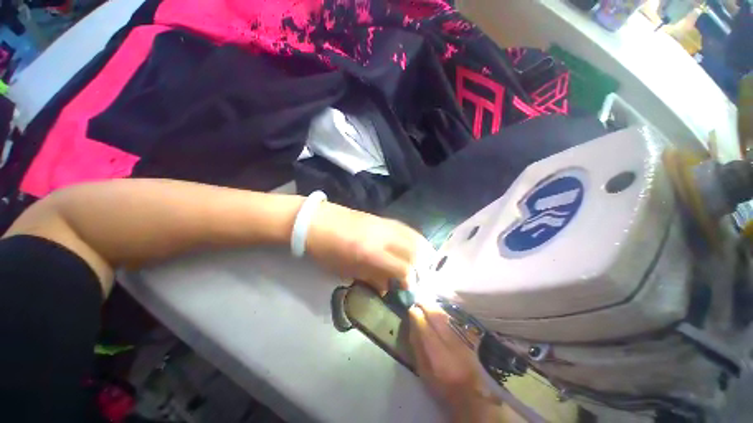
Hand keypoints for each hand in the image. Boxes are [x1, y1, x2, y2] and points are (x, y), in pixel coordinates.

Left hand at [305, 201, 432, 292]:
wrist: (317, 221)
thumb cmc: (327, 250)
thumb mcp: (345, 270)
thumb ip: (371, 278)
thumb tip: (388, 287)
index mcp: (370, 253)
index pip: (403, 268)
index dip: (410, 281)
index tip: (408, 288)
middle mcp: (383, 236)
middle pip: (415, 250)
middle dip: (422, 267)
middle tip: (419, 277)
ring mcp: (384, 224)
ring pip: (414, 236)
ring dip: (423, 251)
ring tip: (422, 263)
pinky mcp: (382, 218)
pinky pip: (406, 228)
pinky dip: (414, 239)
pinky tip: (413, 246)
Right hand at [409, 303, 503, 422]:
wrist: (471, 393)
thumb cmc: (441, 385)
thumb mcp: (423, 370)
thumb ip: (417, 345)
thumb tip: (412, 322)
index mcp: (437, 356)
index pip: (424, 326)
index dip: (416, 314)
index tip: (411, 308)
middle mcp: (451, 343)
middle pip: (436, 316)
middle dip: (425, 305)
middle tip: (418, 300)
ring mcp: (462, 338)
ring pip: (445, 315)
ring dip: (434, 306)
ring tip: (426, 302)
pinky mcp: (468, 336)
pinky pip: (452, 318)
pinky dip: (442, 311)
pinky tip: (438, 310)